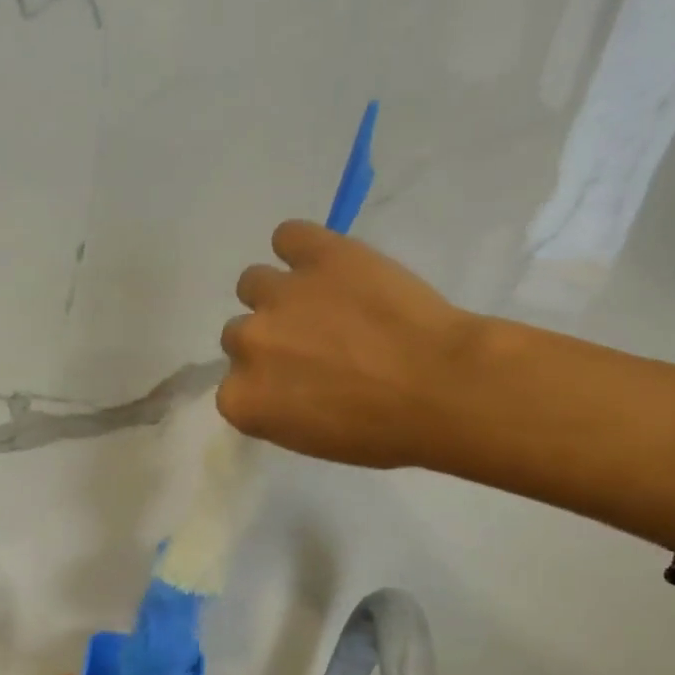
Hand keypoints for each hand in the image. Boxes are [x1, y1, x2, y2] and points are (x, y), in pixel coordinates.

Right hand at [218, 220, 480, 468]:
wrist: (442, 387)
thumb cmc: (381, 431)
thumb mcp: (311, 439)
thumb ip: (276, 407)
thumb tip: (279, 383)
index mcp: (242, 400)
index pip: (232, 387)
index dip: (263, 384)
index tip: (293, 387)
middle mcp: (247, 344)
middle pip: (240, 335)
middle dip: (271, 340)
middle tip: (313, 346)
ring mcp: (279, 295)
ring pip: (253, 283)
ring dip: (278, 294)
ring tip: (320, 302)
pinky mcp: (317, 254)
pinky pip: (288, 236)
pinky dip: (300, 247)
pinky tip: (325, 263)